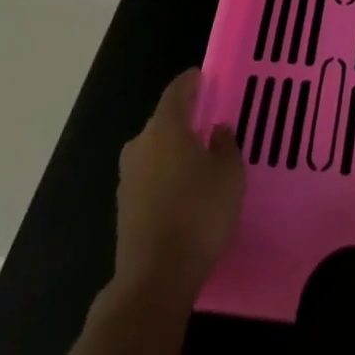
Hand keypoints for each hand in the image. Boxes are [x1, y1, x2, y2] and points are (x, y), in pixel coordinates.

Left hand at [113, 68, 244, 304]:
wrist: (155, 278)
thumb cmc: (199, 214)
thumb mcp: (229, 175)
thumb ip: (226, 145)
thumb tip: (217, 129)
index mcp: (166, 128)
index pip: (176, 92)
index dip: (190, 82)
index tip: (202, 76)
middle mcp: (141, 145)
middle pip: (163, 121)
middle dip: (184, 119)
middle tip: (208, 121)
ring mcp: (128, 177)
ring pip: (155, 151)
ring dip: (174, 150)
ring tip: (199, 157)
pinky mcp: (125, 207)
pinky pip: (150, 177)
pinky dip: (166, 175)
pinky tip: (184, 190)